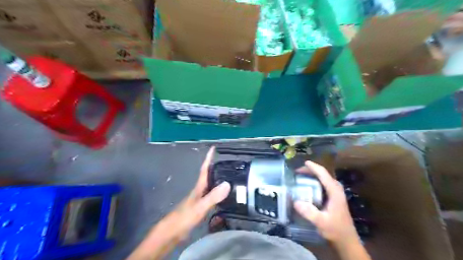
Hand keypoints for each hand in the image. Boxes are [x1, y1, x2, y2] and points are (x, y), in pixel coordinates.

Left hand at [160, 148, 231, 239]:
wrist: (172, 232)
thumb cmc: (184, 218)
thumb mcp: (200, 207)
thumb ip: (213, 196)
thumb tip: (227, 183)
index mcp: (199, 187)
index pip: (205, 169)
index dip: (208, 158)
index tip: (213, 148)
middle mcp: (199, 191)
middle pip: (208, 176)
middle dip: (216, 167)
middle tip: (227, 162)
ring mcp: (199, 199)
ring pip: (210, 186)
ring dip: (218, 179)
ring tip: (229, 177)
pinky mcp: (200, 208)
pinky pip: (211, 196)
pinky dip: (218, 193)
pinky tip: (224, 197)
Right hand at [292, 161, 356, 244]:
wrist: (347, 242)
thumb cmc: (336, 231)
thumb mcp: (321, 222)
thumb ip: (309, 212)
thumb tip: (296, 201)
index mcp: (335, 193)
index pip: (324, 175)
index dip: (314, 167)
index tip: (304, 162)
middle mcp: (336, 191)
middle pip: (324, 175)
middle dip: (312, 170)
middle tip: (298, 171)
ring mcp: (336, 195)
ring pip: (325, 180)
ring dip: (314, 175)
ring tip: (302, 176)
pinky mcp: (334, 199)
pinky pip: (324, 185)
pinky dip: (316, 182)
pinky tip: (309, 187)